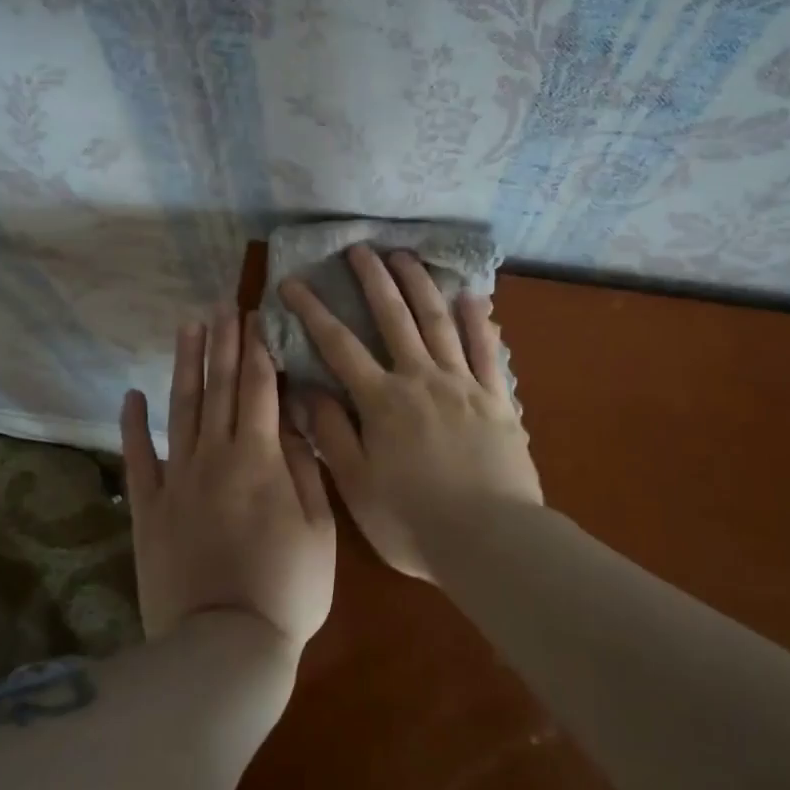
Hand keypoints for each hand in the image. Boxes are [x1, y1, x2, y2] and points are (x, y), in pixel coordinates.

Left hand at [121, 310, 335, 653]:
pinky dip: (134, 424)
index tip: (256, 316)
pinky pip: (139, 457)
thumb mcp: (320, 527)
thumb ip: (306, 467)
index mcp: (261, 457)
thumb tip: (294, 420)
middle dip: (224, 343)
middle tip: (223, 306)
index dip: (258, 348)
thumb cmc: (288, 588)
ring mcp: (177, 479)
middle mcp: (216, 455)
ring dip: (185, 365)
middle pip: (220, 387)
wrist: (224, 647)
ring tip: (188, 328)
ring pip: (182, 408)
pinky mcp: (149, 507)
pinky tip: (133, 395)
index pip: (260, 387)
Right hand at [281, 246, 541, 581]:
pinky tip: (473, 297)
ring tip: (406, 256)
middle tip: (359, 248)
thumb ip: (331, 434)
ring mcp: (462, 384)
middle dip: (373, 280)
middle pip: (394, 318)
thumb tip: (307, 389)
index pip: (338, 346)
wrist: (490, 540)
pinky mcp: (497, 398)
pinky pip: (487, 351)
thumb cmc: (414, 522)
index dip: (313, 312)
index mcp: (382, 401)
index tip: (293, 283)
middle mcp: (420, 379)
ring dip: (420, 285)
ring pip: (439, 322)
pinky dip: (479, 321)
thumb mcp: (357, 486)